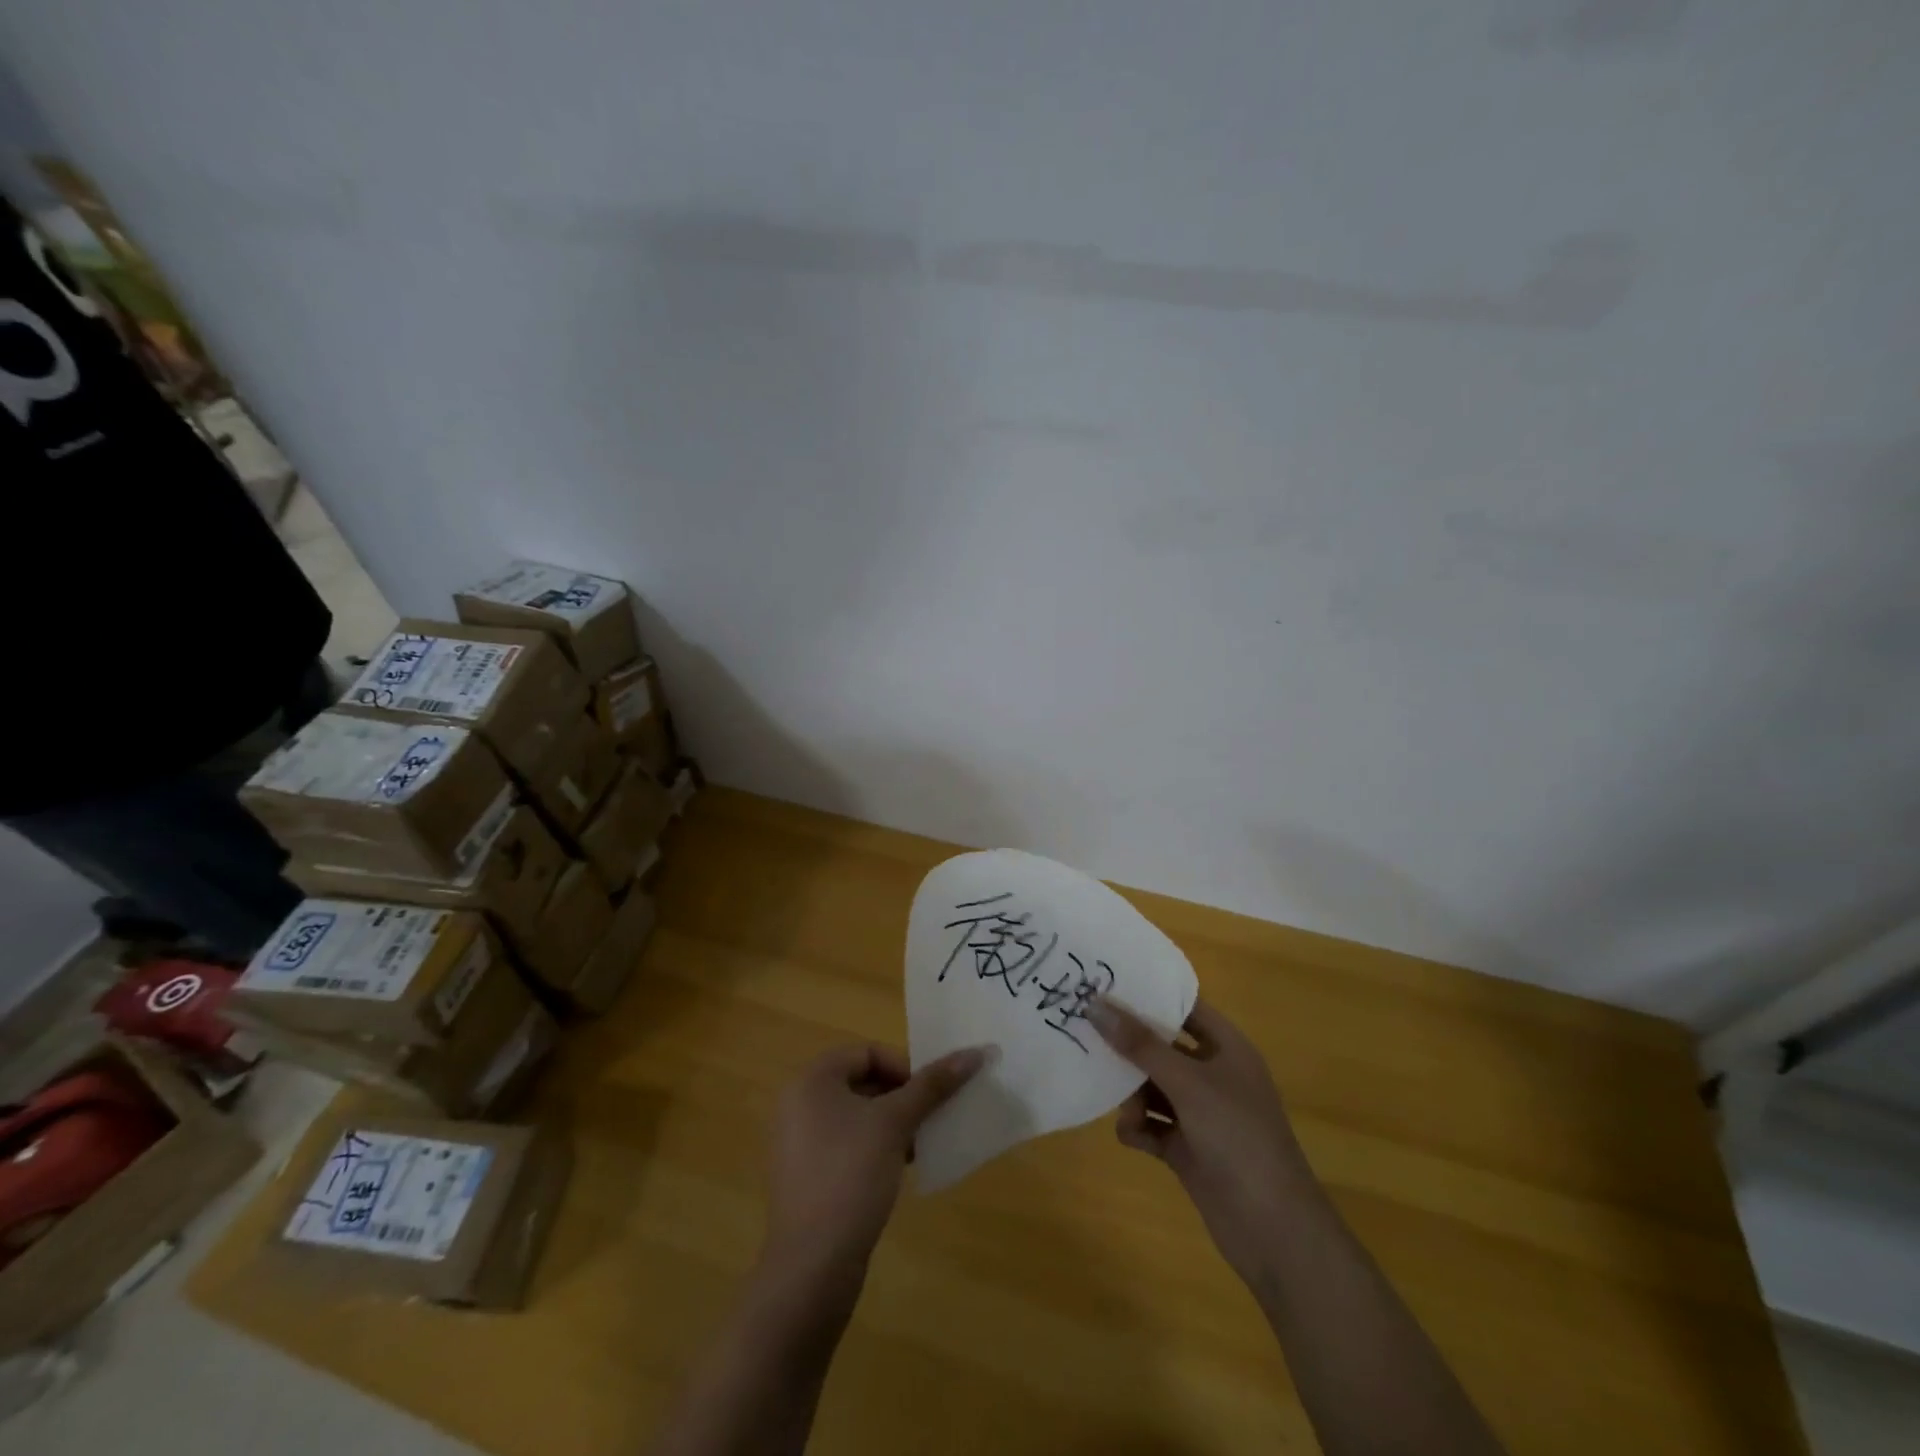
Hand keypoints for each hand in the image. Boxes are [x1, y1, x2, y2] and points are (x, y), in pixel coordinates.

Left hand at [764, 1043, 984, 1276]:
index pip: (867, 1052)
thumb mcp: (895, 1123)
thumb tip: (975, 1052)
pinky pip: (847, 1145)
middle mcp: (799, 1103)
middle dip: (901, 1097)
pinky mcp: (807, 1176)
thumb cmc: (850, 1176)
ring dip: (893, 1123)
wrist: (812, 1267)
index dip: (903, 1067)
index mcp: (811, 1080)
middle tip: (930, 1119)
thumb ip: (932, 1085)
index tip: (929, 1095)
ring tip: (920, 1145)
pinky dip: (876, 1148)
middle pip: (862, 1081)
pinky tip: (900, 1169)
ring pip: (857, 1115)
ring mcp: (800, 1142)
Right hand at [1088, 997, 1318, 1289]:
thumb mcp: (1188, 1083)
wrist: (1274, 1230)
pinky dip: (1139, 1128)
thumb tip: (1095, 1004)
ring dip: (1132, 1094)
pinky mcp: (1188, 1149)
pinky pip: (1153, 1126)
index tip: (1105, 983)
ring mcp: (1201, 1114)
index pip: (1185, 1007)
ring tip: (1123, 1107)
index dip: (1149, 995)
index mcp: (1227, 1048)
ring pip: (1153, 1087)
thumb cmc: (1238, 1137)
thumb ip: (1140, 1044)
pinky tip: (1130, 1136)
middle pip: (1162, 1047)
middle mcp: (1214, 1075)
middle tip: (1088, 1037)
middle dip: (1130, 1047)